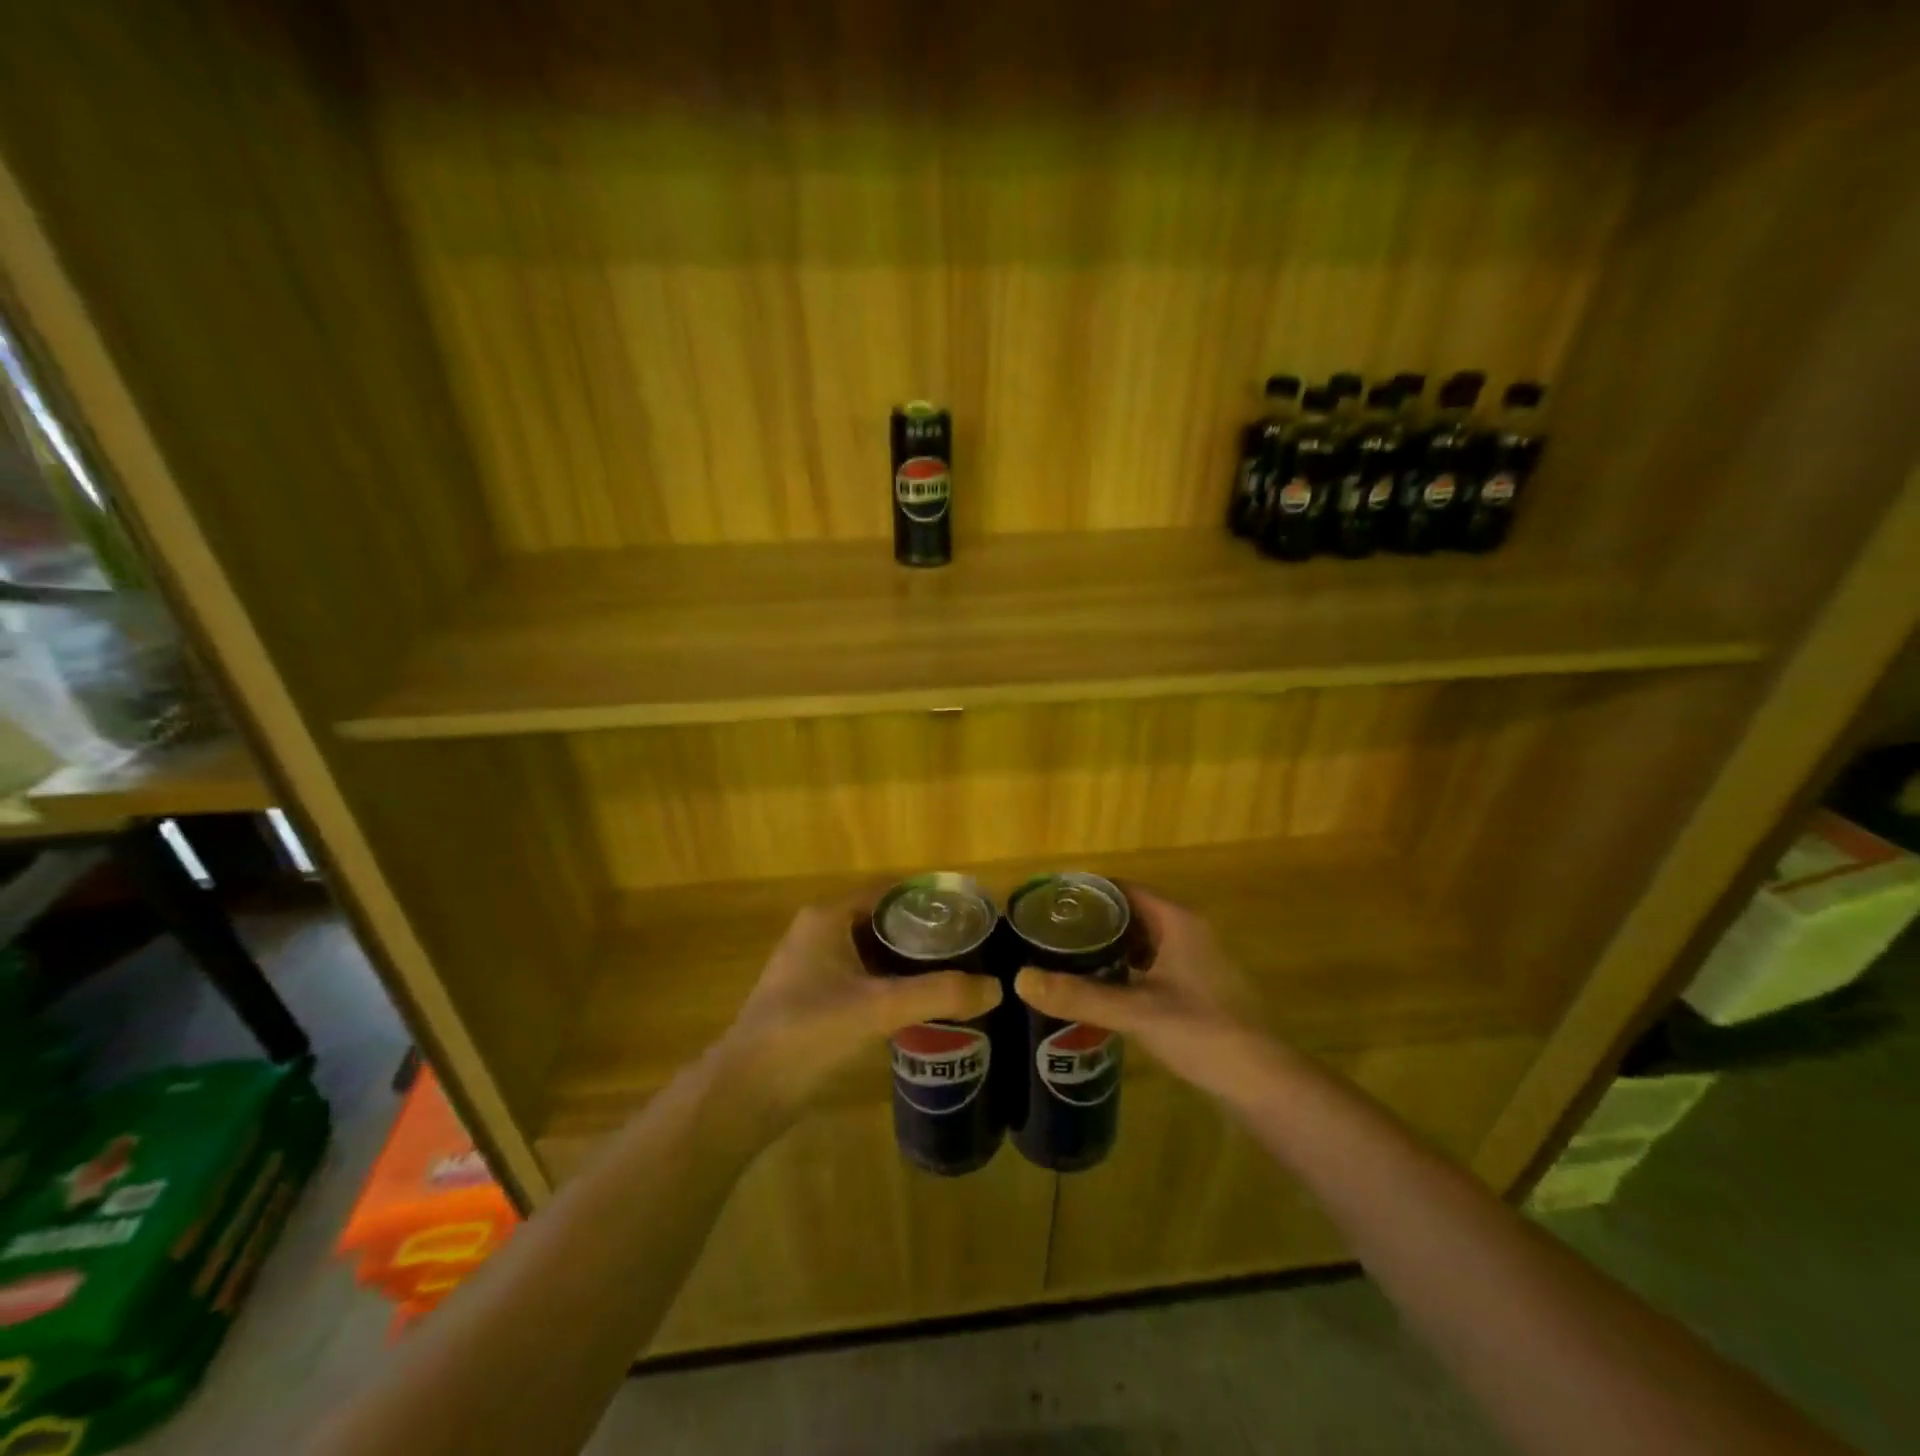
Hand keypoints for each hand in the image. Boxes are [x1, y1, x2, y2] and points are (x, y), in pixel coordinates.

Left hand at [714, 892, 1001, 1130]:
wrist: (745, 1092)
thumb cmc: (806, 1033)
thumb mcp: (877, 1009)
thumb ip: (937, 995)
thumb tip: (995, 987)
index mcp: (828, 917)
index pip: (890, 892)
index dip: (930, 901)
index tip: (970, 917)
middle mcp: (819, 932)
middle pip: (884, 921)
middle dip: (925, 935)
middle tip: (971, 949)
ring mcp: (814, 966)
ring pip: (873, 952)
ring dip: (909, 961)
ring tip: (955, 974)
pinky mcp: (813, 997)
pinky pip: (863, 977)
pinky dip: (891, 984)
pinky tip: (921, 1004)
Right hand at [1013, 884, 1270, 1099]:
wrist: (1261, 1083)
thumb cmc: (1202, 1033)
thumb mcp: (1135, 1011)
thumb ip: (1078, 995)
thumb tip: (1020, 979)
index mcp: (1177, 921)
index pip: (1123, 889)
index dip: (1086, 892)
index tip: (1049, 902)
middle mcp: (1188, 932)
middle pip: (1131, 913)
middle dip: (1092, 921)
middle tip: (1048, 932)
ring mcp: (1195, 962)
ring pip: (1142, 941)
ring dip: (1108, 946)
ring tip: (1064, 957)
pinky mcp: (1197, 989)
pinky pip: (1152, 965)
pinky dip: (1125, 969)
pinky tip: (1100, 988)